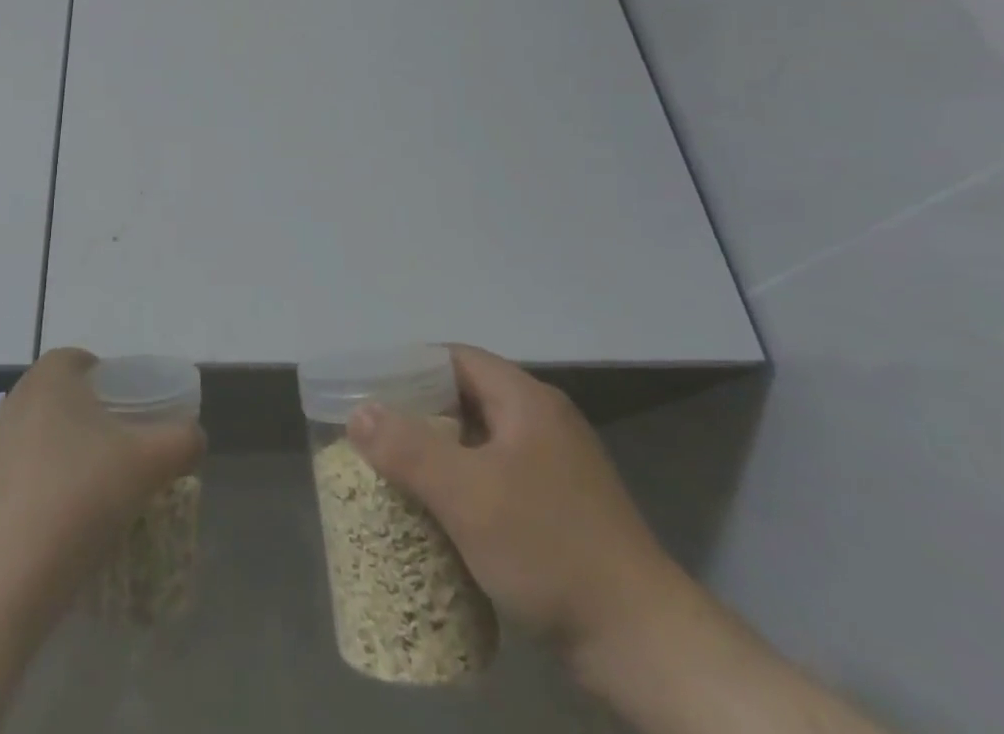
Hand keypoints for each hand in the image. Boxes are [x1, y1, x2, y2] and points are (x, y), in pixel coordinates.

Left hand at [0, 347, 205, 622]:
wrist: (11, 577)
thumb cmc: (82, 496)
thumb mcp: (152, 462)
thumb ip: (183, 439)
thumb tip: (193, 436)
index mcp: (51, 376)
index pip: (86, 361)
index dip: (116, 382)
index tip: (137, 415)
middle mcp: (19, 397)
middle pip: (69, 397)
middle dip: (98, 418)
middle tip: (128, 452)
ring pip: (49, 433)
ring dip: (76, 452)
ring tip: (105, 489)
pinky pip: (31, 468)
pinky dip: (54, 482)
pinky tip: (74, 517)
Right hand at [345, 345, 685, 654]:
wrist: (645, 645)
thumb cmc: (549, 549)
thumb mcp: (467, 494)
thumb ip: (407, 448)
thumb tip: (358, 413)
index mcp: (526, 400)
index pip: (455, 358)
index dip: (409, 369)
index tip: (370, 392)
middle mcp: (543, 422)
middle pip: (466, 398)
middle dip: (418, 415)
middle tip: (375, 436)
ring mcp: (557, 468)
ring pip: (481, 442)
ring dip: (440, 454)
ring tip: (397, 474)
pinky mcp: (561, 510)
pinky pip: (498, 479)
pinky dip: (465, 487)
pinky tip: (442, 516)